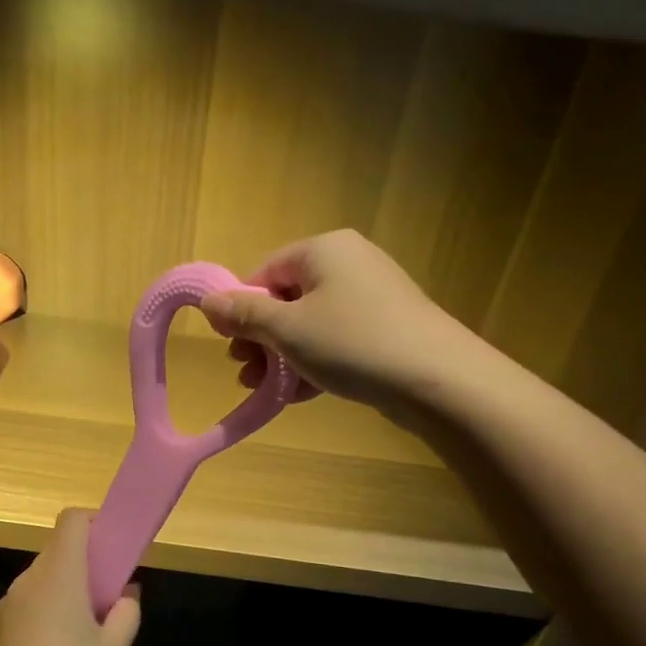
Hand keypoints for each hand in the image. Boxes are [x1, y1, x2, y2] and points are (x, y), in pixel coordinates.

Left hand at [0, 510, 140, 645]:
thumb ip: (126, 613)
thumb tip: (126, 593)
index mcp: (59, 574)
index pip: (72, 520)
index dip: (94, 522)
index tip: (112, 546)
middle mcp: (27, 581)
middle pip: (57, 553)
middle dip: (83, 566)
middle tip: (105, 601)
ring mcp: (5, 607)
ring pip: (39, 583)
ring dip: (61, 594)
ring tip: (80, 637)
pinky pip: (23, 610)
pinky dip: (41, 617)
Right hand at [199, 230, 470, 414]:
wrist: (437, 379)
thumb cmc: (352, 343)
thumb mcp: (288, 329)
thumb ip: (244, 314)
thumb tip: (207, 301)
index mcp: (324, 249)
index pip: (266, 271)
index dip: (242, 308)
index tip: (231, 345)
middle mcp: (349, 263)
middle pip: (288, 298)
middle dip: (261, 339)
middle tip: (245, 373)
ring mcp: (372, 297)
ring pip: (312, 324)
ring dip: (282, 357)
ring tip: (265, 390)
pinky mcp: (387, 328)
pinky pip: (337, 340)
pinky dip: (314, 363)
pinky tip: (298, 396)